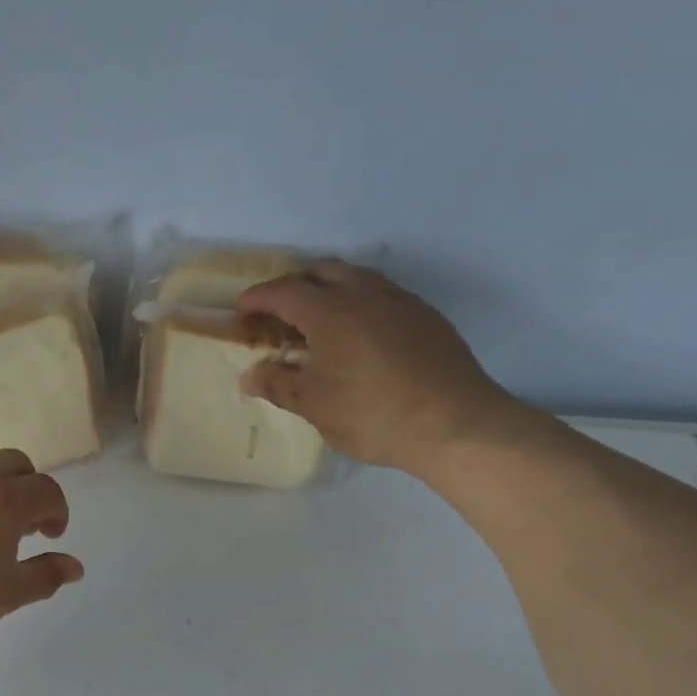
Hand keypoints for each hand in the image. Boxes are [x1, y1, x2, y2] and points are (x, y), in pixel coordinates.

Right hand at [236, 261, 529, 478]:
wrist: (455, 424)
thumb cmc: (372, 414)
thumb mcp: (315, 406)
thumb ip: (279, 385)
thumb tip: (250, 376)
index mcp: (330, 312)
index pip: (284, 292)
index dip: (258, 298)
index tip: (241, 309)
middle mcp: (365, 294)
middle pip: (322, 271)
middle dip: (295, 286)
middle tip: (280, 314)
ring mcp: (401, 302)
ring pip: (358, 278)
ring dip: (331, 290)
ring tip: (320, 322)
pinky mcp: (428, 318)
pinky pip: (384, 296)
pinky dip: (361, 304)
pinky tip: (361, 337)